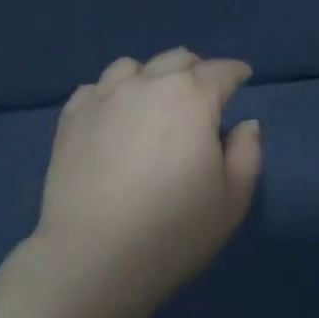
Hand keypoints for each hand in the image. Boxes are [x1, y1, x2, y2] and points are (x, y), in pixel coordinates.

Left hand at [32, 48, 262, 317]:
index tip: (242, 80)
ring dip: (150, 77)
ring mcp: (104, 98)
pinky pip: (95, 88)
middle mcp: (148, 84)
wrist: (94, 258)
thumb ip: (247, 153)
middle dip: (196, 71)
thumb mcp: (233, 199)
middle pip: (177, 59)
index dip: (236, 73)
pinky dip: (111, 95)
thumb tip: (245, 125)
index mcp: (192, 98)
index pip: (222, 71)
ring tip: (152, 102)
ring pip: (132, 67)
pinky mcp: (71, 118)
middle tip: (202, 96)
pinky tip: (113, 118)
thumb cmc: (174, 230)